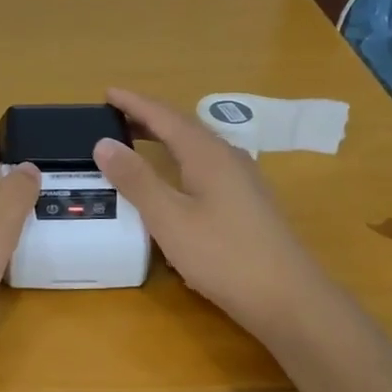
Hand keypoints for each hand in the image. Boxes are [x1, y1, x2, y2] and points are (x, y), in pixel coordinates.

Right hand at [93, 88, 328, 344]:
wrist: (287, 298)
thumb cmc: (223, 255)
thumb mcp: (169, 218)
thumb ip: (136, 180)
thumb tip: (104, 143)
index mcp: (207, 154)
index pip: (165, 116)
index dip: (135, 103)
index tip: (108, 92)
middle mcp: (228, 158)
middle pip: (184, 127)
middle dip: (149, 118)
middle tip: (116, 116)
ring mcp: (243, 181)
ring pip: (198, 147)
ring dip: (166, 139)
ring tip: (139, 141)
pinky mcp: (248, 203)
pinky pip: (207, 166)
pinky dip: (181, 160)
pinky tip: (176, 180)